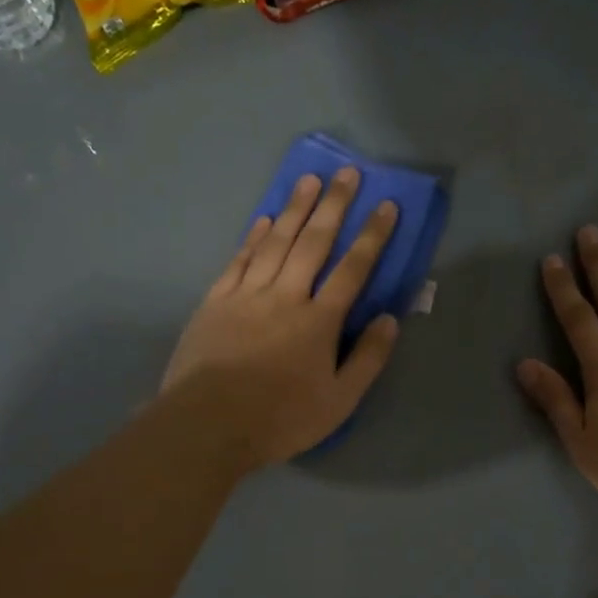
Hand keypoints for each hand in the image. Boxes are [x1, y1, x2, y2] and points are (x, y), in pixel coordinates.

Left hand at [160, 167, 400, 469]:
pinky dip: (254, 237)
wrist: (208, 424)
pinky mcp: (215, 301)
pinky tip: (264, 219)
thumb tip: (389, 319)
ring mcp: (247, 295)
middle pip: (313, 243)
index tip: (386, 206)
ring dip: (294, 209)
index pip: (352, 269)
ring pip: (276, 242)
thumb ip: (367, 359)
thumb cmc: (280, 418)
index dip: (372, 236)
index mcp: (319, 321)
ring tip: (309, 180)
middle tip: (347, 173)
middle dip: (334, 206)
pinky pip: (240, 260)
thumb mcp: (338, 402)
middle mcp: (285, 296)